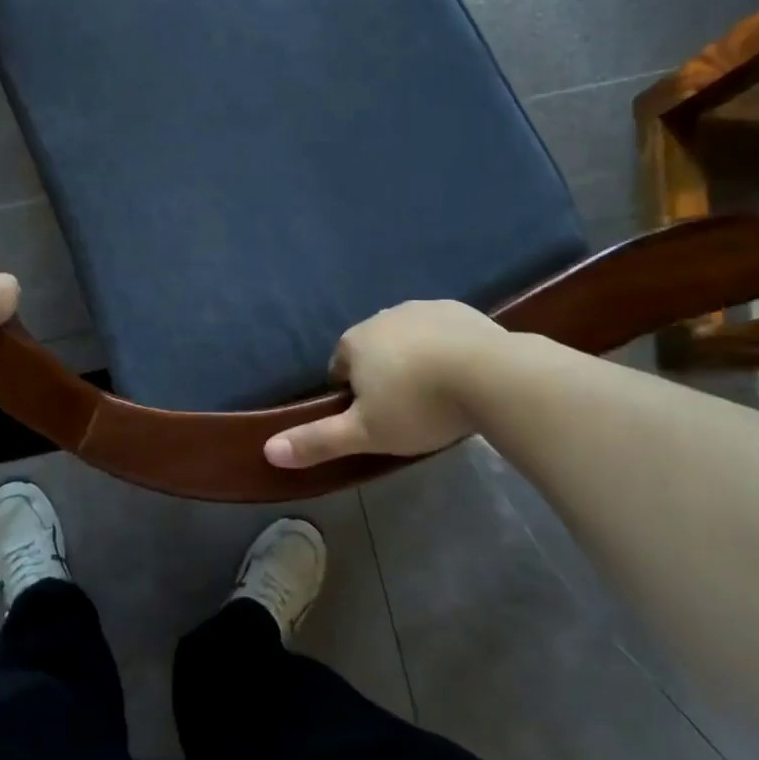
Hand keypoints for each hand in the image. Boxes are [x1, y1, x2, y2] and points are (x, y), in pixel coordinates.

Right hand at [264, 300, 503, 468]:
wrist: (491, 375)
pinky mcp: (459, 309)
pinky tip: (464, 375)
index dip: (353, 397)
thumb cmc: (419, 406)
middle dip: (384, 376)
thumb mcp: (366, 434)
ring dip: (415, 360)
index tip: (376, 421)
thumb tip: (267, 451)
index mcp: (355, 342)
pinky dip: (446, 349)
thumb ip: (317, 441)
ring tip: (439, 395)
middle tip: (409, 412)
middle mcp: (382, 316)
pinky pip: (442, 331)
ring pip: (408, 339)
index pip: (339, 368)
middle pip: (374, 351)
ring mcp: (421, 308)